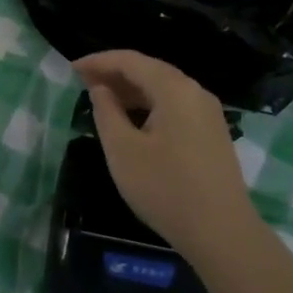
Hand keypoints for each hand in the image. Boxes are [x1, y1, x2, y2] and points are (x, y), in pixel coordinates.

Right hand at [72, 51, 258, 258]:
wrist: (221, 231)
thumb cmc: (165, 189)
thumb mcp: (123, 150)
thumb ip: (106, 112)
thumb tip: (100, 88)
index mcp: (174, 89)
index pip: (131, 61)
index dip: (99, 61)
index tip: (71, 69)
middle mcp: (195, 92)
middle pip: (150, 70)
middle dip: (115, 73)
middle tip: (82, 82)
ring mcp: (207, 112)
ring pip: (163, 89)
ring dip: (131, 90)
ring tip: (101, 100)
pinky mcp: (211, 132)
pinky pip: (175, 106)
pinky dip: (149, 105)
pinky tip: (132, 121)